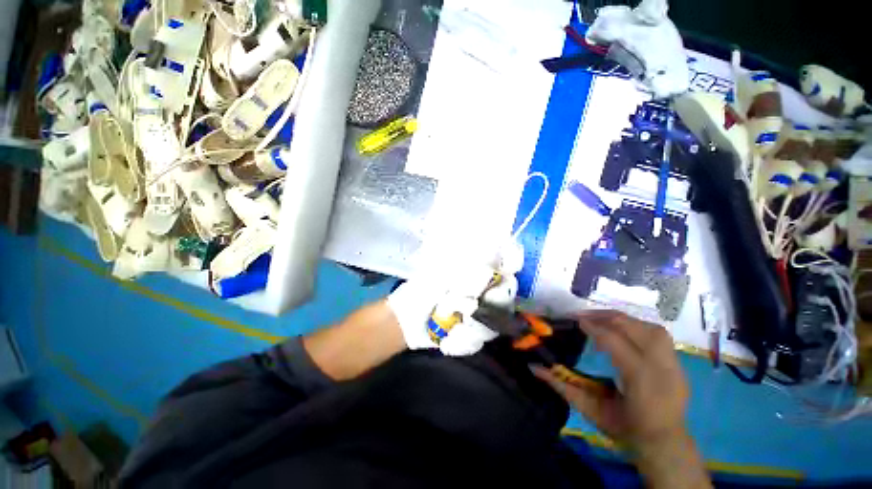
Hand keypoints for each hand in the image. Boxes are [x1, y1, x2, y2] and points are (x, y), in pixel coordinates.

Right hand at [532, 310, 688, 448]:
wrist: (665, 445)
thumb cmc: (625, 430)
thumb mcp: (590, 411)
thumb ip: (561, 386)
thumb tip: (533, 367)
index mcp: (640, 382)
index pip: (615, 342)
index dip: (593, 327)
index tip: (575, 320)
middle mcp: (662, 369)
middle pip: (635, 328)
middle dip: (606, 317)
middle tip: (583, 317)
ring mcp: (675, 366)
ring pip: (650, 328)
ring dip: (623, 320)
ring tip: (602, 320)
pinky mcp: (678, 365)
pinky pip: (659, 336)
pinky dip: (637, 328)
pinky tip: (623, 333)